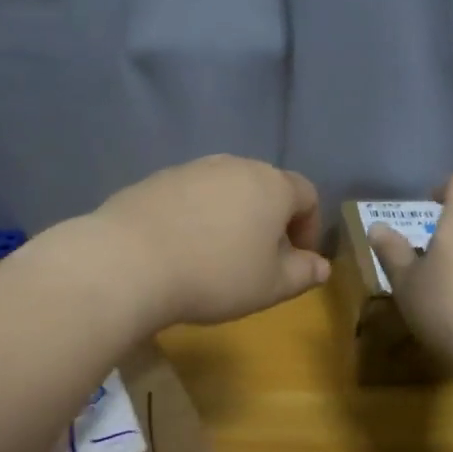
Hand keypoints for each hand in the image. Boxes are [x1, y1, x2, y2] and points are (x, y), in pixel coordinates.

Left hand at [84, 155, 329, 329]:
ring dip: (232, 218)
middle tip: (260, 259)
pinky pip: (190, 197)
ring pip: (225, 190)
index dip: (309, 227)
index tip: (299, 259)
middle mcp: (234, 165)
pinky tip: (182, 249)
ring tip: (218, 256)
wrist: (129, 261)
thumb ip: (304, 274)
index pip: (306, 195)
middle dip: (270, 221)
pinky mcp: (155, 180)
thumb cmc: (215, 275)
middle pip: (264, 188)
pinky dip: (196, 217)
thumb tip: (322, 267)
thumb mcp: (271, 286)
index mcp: (271, 185)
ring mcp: (191, 169)